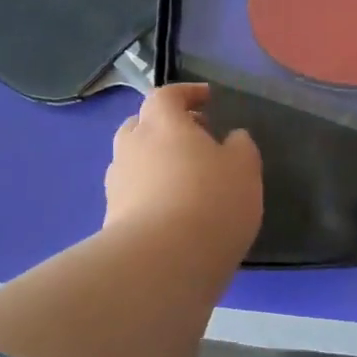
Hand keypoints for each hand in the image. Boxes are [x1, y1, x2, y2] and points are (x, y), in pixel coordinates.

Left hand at [103, 83, 262, 264]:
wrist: (162, 263)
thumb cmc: (211, 201)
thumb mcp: (244, 168)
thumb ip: (240, 146)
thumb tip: (231, 138)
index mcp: (162, 123)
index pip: (166, 95)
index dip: (186, 93)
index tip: (207, 98)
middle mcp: (132, 146)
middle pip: (141, 125)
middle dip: (164, 126)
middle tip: (194, 138)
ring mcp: (117, 184)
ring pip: (134, 160)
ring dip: (155, 161)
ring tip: (184, 178)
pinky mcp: (111, 219)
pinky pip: (132, 193)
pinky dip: (150, 193)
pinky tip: (172, 211)